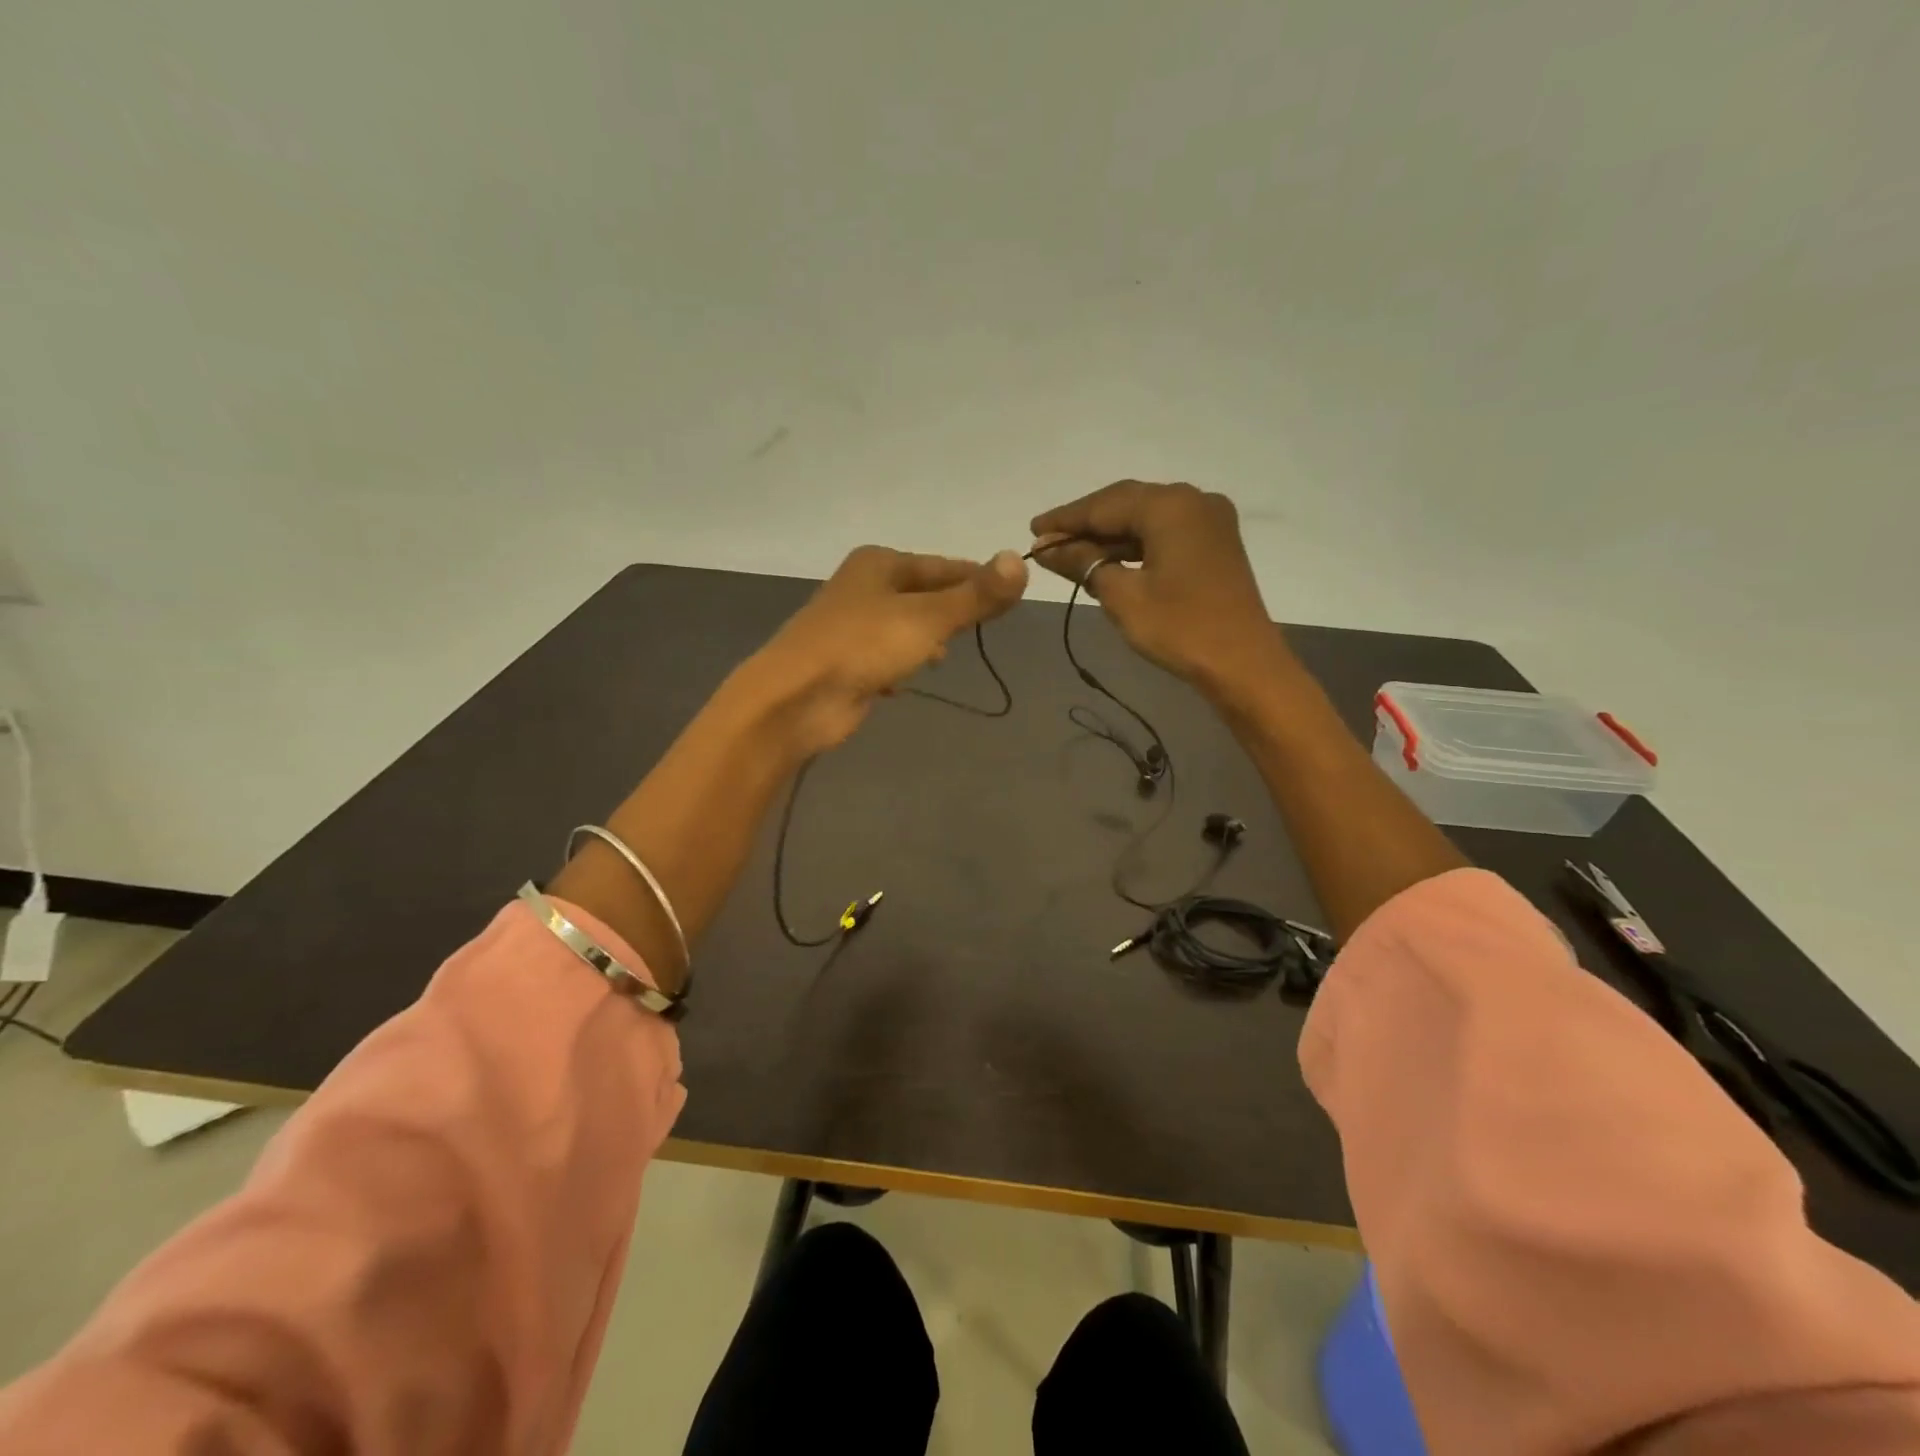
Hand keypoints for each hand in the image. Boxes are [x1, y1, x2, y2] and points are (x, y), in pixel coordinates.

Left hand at [752, 545, 1028, 752]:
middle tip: (983, 628)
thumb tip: (1021, 560)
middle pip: (925, 595)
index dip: (978, 579)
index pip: (944, 566)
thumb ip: (976, 595)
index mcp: (880, 564)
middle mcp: (864, 587)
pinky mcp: (847, 663)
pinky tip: (906, 680)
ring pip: (905, 627)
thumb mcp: (928, 617)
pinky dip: (901, 665)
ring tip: (945, 656)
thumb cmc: (864, 646)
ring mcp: (852, 627)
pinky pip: (886, 657)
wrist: (797, 698)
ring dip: (927, 640)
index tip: (1011, 597)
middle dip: (952, 612)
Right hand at [1029, 481, 1286, 697]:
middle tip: (1046, 542)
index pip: (1104, 505)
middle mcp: (1193, 500)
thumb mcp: (1121, 595)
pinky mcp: (1215, 542)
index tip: (1032, 531)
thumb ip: (1083, 562)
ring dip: (1109, 535)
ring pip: (1146, 517)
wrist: (1243, 664)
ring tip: (1070, 553)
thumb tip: (1047, 548)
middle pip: (1126, 503)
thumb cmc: (1179, 628)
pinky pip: (1165, 532)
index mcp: (1170, 505)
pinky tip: (1109, 559)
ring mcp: (1209, 520)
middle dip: (1085, 524)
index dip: (1065, 519)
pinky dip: (1134, 544)